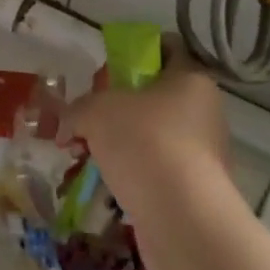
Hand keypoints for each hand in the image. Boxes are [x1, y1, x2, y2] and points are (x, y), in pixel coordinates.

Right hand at [65, 36, 231, 233]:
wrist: (183, 221)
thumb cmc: (145, 143)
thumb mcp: (97, 111)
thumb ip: (78, 108)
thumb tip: (66, 124)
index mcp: (190, 79)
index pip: (167, 48)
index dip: (135, 51)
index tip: (107, 67)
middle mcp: (203, 112)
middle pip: (154, 95)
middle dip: (117, 104)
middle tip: (86, 115)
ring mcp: (201, 153)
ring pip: (151, 135)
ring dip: (119, 142)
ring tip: (83, 153)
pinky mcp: (193, 190)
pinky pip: (155, 169)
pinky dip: (131, 172)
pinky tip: (103, 182)